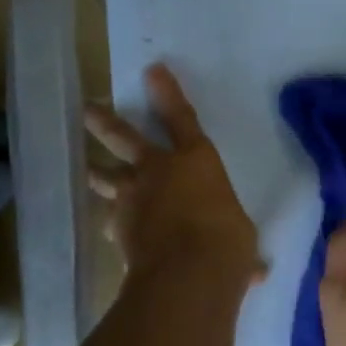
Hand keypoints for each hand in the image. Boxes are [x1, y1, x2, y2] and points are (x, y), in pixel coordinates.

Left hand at [86, 65, 262, 283]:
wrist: (186, 274)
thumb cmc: (227, 244)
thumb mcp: (242, 239)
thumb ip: (239, 244)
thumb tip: (256, 271)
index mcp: (196, 161)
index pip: (181, 118)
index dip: (167, 93)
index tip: (152, 70)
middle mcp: (158, 171)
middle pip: (125, 138)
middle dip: (106, 122)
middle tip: (89, 110)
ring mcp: (132, 198)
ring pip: (107, 177)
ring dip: (98, 173)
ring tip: (89, 170)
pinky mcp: (118, 228)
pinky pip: (111, 221)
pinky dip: (113, 225)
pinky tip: (112, 232)